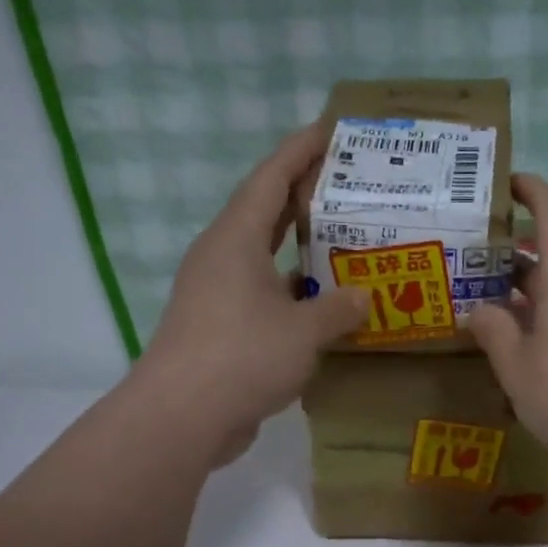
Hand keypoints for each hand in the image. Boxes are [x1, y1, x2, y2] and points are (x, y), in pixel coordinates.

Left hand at [142, 122, 369, 462]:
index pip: (270, 178)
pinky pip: (261, 294)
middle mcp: (221, 257)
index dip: (301, 150)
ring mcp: (215, 293)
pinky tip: (321, 304)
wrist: (183, 416)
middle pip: (265, 211)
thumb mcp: (304, 331)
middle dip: (303, 195)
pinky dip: (291, 292)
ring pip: (263, 257)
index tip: (331, 130)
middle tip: (347, 186)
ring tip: (343, 243)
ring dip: (299, 249)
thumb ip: (338, 309)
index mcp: (236, 239)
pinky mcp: (217, 327)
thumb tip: (365, 296)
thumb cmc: (243, 356)